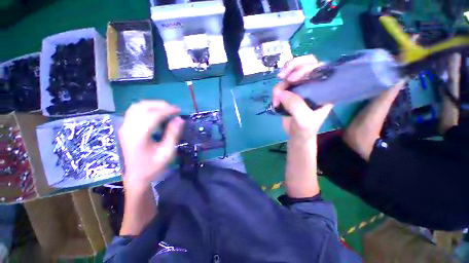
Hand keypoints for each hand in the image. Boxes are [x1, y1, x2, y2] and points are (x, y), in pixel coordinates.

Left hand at [118, 101, 183, 189]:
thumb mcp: (167, 152)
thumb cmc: (153, 166)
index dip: (167, 110)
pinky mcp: (124, 128)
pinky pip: (134, 111)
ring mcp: (124, 127)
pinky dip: (146, 109)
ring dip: (152, 105)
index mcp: (139, 136)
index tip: (179, 111)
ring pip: (136, 107)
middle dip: (160, 105)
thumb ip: (173, 134)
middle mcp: (128, 128)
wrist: (136, 177)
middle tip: (173, 110)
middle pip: (142, 107)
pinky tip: (155, 114)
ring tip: (165, 110)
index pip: (153, 115)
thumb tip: (180, 119)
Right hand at [274, 55, 332, 140]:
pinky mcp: (289, 93)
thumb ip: (296, 106)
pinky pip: (281, 86)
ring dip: (280, 85)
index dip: (305, 68)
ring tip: (276, 99)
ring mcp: (300, 88)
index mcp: (324, 88)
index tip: (291, 79)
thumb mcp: (304, 120)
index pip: (318, 67)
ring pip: (289, 76)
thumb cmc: (306, 129)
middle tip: (281, 76)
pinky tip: (275, 102)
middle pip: (304, 64)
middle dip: (291, 67)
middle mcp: (313, 85)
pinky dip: (276, 92)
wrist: (297, 135)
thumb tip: (281, 92)